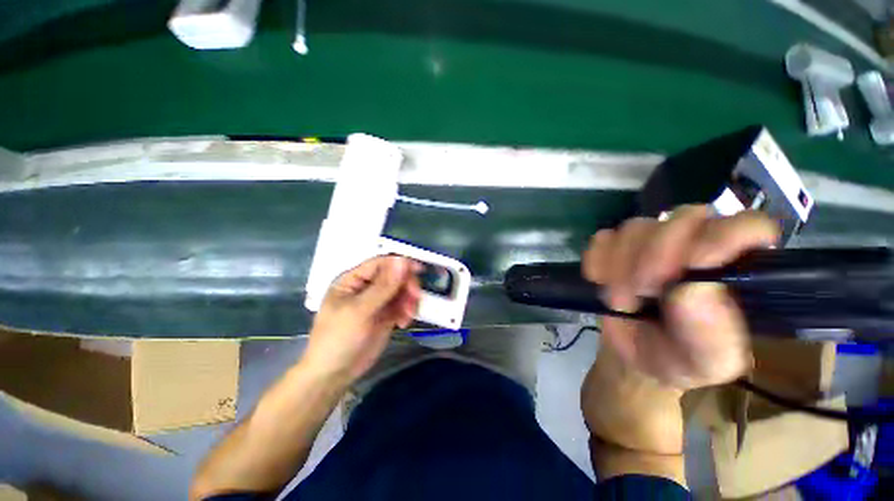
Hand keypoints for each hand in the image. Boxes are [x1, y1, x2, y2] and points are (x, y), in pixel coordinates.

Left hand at [301, 256, 421, 384]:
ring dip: (409, 300)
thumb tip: (402, 260)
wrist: (334, 374)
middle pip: (395, 275)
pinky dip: (407, 311)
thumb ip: (383, 286)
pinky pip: (403, 305)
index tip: (420, 270)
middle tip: (415, 298)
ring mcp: (378, 301)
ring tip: (407, 316)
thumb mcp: (359, 311)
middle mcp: (367, 286)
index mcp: (354, 279)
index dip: (401, 263)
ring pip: (402, 290)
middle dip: (407, 285)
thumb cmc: (338, 338)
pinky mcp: (386, 314)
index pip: (382, 262)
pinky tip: (404, 323)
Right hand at [582, 205, 778, 389]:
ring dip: (619, 267)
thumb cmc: (679, 359)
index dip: (719, 239)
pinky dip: (597, 263)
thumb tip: (693, 289)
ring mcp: (651, 240)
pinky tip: (601, 284)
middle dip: (654, 258)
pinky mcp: (615, 245)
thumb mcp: (707, 362)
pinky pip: (601, 240)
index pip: (746, 225)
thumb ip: (712, 335)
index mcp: (737, 267)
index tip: (686, 271)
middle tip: (640, 295)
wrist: (632, 355)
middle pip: (681, 219)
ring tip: (620, 301)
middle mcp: (697, 243)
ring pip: (634, 228)